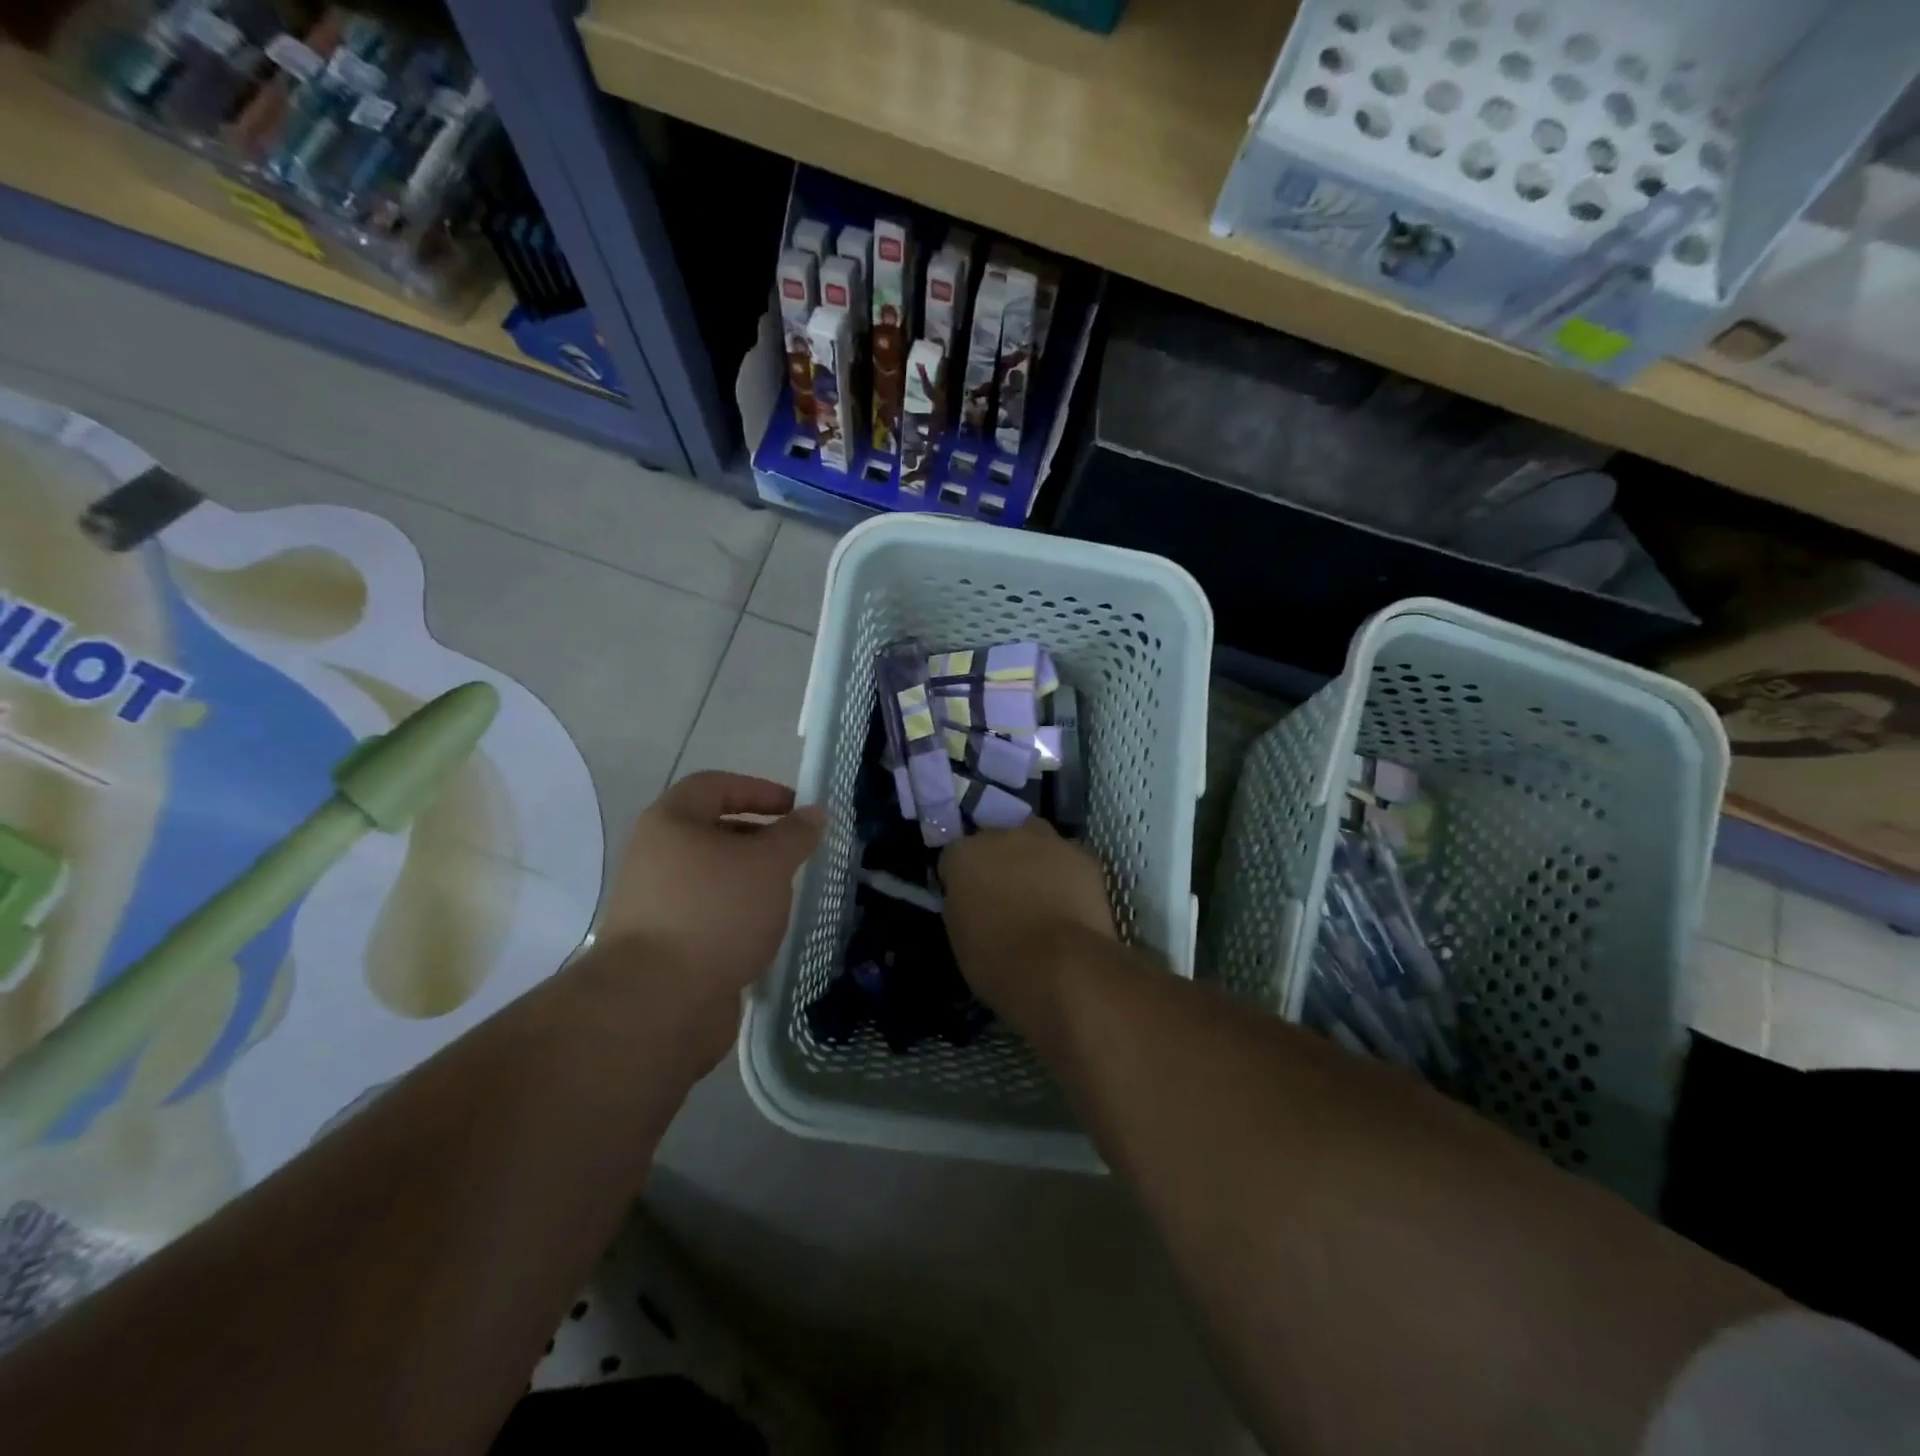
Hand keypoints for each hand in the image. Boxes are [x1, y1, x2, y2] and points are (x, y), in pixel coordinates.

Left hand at [590, 772, 822, 1050]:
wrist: (658, 1002)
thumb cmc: (716, 912)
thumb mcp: (768, 864)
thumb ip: (795, 834)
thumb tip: (814, 812)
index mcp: (670, 822)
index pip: (716, 786)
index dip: (760, 790)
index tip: (797, 809)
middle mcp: (654, 856)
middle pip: (713, 831)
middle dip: (759, 839)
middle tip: (797, 855)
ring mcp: (653, 902)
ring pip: (712, 876)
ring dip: (749, 880)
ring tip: (785, 895)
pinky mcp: (660, 943)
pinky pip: (706, 913)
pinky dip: (735, 914)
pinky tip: (762, 932)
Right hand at [940, 820, 1116, 1013]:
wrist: (1061, 967)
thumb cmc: (998, 961)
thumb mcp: (960, 937)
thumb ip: (964, 905)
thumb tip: (974, 901)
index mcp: (963, 855)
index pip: (953, 858)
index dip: (960, 880)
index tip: (968, 902)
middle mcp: (1001, 836)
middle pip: (995, 840)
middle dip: (998, 862)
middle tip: (1005, 895)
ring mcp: (1045, 841)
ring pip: (1034, 839)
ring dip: (1033, 858)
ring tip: (1041, 892)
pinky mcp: (1081, 854)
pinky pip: (1068, 857)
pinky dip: (1066, 873)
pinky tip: (1071, 900)